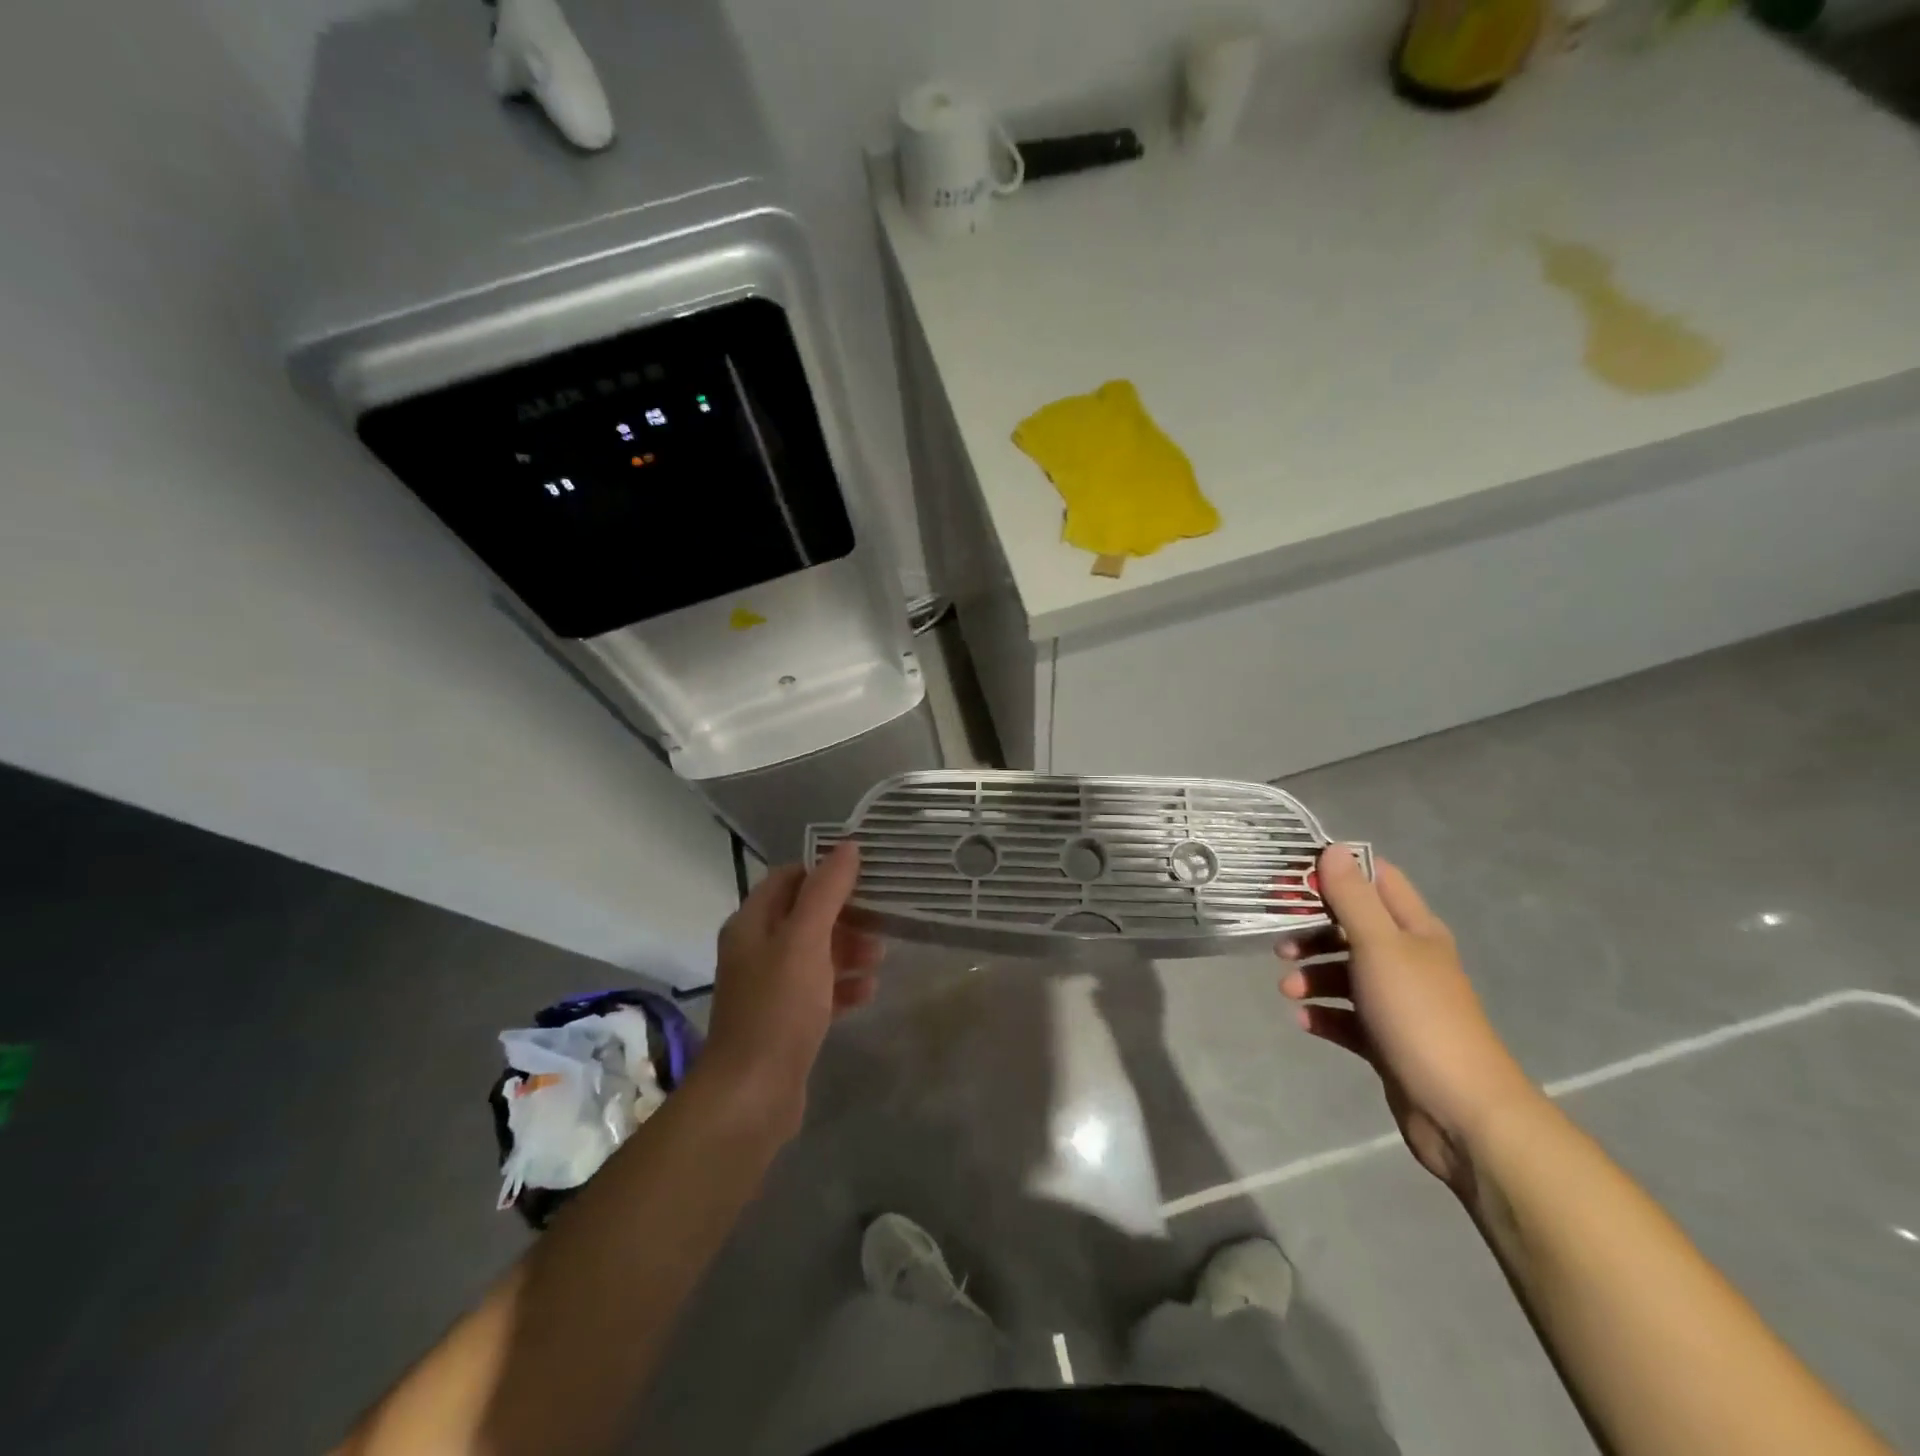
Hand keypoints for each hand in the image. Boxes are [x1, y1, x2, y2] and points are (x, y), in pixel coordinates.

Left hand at [696, 844, 882, 1136]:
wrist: (752, 1095)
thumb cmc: (778, 1007)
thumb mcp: (805, 940)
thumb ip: (827, 891)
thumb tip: (848, 847)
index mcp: (752, 924)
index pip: (788, 878)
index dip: (824, 871)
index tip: (865, 874)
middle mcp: (757, 950)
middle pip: (805, 916)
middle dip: (844, 914)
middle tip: (881, 918)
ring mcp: (770, 988)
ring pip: (815, 953)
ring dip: (848, 950)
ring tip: (880, 957)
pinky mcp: (785, 1021)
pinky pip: (819, 990)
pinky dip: (843, 985)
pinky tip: (869, 991)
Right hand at [1279, 846, 1539, 1194]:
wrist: (1461, 1111)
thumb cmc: (1419, 1015)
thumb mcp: (1380, 946)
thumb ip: (1352, 898)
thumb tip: (1333, 850)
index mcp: (1414, 930)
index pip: (1376, 879)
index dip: (1336, 872)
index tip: (1293, 879)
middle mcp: (1407, 959)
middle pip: (1351, 927)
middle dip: (1312, 930)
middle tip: (1279, 940)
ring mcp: (1397, 1001)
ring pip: (1344, 972)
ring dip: (1312, 975)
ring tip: (1288, 989)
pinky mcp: (1386, 1039)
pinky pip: (1345, 1016)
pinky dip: (1323, 1014)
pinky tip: (1305, 1020)